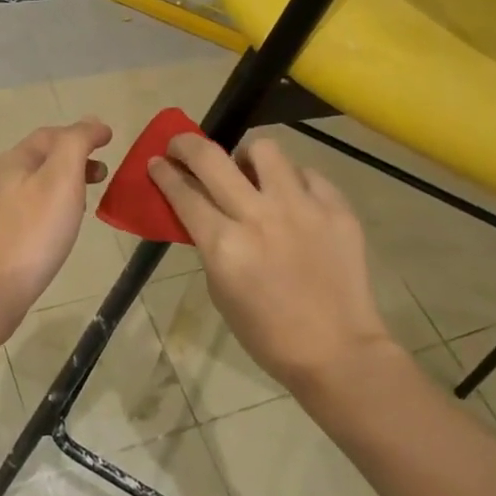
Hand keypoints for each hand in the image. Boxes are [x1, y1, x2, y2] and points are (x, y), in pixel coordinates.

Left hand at [0, 117, 112, 325]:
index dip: (82, 133)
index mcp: (12, 161)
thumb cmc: (32, 233)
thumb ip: (76, 144)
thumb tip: (91, 123)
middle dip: (72, 160)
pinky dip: (47, 208)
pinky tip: (56, 230)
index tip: (110, 139)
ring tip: (84, 203)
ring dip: (61, 185)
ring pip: (31, 186)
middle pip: (39, 159)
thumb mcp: (62, 178)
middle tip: (101, 174)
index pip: (51, 134)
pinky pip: (24, 212)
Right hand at [149, 133, 395, 389]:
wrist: (337, 350)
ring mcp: (302, 207)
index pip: (183, 193)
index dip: (164, 173)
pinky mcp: (336, 208)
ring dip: (247, 156)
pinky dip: (292, 181)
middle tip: (182, 146)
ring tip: (249, 171)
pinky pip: (306, 174)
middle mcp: (259, 216)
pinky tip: (292, 199)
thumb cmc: (267, 333)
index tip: (157, 162)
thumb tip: (203, 211)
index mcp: (225, 245)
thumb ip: (211, 244)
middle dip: (187, 145)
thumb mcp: (221, 290)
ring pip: (265, 149)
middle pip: (212, 158)